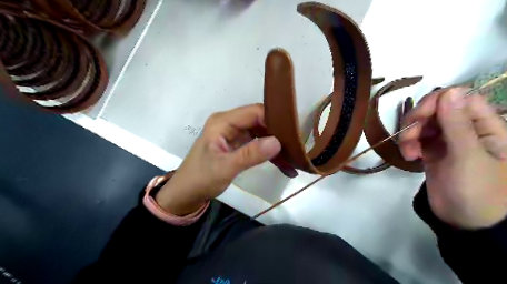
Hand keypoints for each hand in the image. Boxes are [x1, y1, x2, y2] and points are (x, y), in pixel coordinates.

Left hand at [157, 103, 294, 214]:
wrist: (187, 193)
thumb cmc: (201, 178)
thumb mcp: (225, 167)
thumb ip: (250, 154)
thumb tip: (277, 142)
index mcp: (223, 122)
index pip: (254, 112)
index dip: (273, 119)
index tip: (292, 133)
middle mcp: (230, 123)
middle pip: (260, 121)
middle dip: (278, 133)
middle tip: (296, 146)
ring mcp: (234, 134)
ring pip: (261, 133)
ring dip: (276, 145)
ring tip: (294, 158)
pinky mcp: (238, 145)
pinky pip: (258, 144)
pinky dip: (269, 154)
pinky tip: (284, 165)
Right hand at [400, 87, 506, 229]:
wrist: (465, 221)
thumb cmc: (477, 190)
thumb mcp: (467, 156)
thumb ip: (457, 124)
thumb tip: (450, 90)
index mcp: (486, 126)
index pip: (460, 98)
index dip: (437, 101)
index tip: (420, 117)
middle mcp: (466, 129)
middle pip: (436, 109)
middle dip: (418, 120)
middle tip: (408, 137)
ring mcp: (448, 140)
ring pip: (423, 123)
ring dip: (410, 134)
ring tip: (408, 153)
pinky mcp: (433, 151)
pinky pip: (417, 138)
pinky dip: (409, 144)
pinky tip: (409, 156)